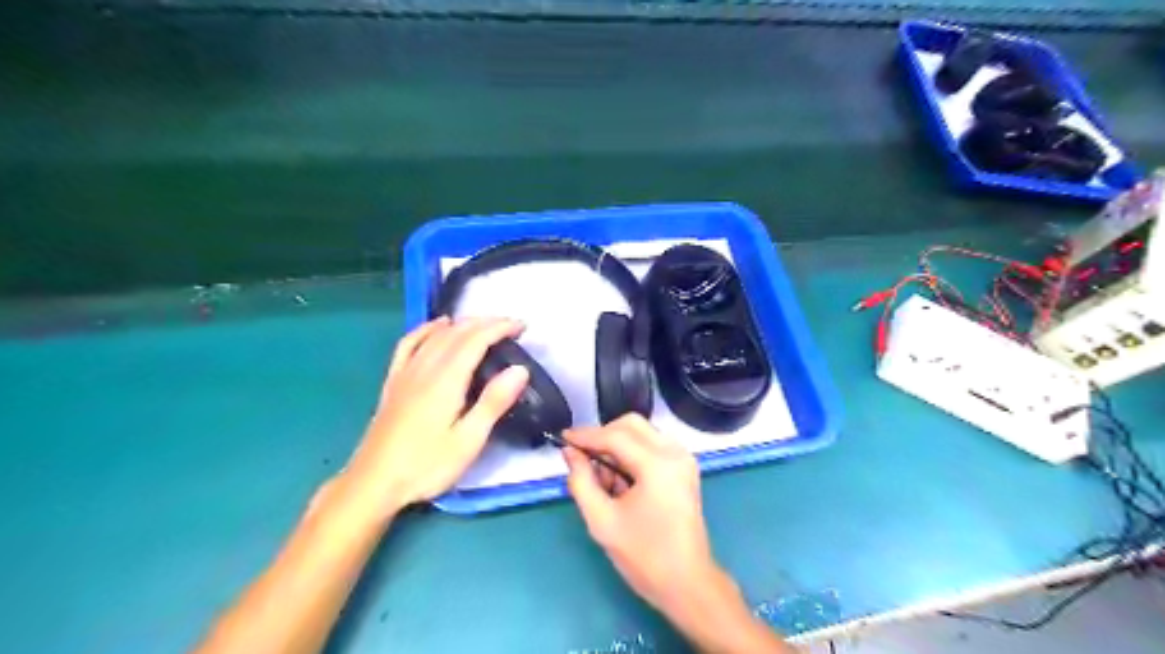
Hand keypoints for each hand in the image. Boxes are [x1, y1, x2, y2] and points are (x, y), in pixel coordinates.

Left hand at [342, 313, 530, 512]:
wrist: (373, 484)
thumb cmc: (426, 466)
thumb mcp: (468, 441)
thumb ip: (493, 402)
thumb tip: (520, 369)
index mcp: (446, 380)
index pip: (475, 340)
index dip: (500, 327)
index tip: (522, 326)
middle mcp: (425, 368)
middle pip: (457, 332)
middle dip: (486, 322)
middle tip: (511, 325)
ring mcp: (405, 373)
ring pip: (436, 334)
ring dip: (463, 323)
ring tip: (484, 324)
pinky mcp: (394, 382)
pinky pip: (409, 344)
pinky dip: (426, 329)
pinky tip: (437, 326)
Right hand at [563, 417, 720, 615]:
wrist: (687, 584)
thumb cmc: (644, 556)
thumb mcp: (602, 521)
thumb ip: (581, 481)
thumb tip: (570, 453)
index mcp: (658, 465)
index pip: (615, 436)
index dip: (585, 435)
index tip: (562, 438)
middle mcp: (675, 453)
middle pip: (631, 425)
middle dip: (602, 436)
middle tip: (581, 457)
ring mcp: (683, 459)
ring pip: (642, 433)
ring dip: (617, 446)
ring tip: (601, 479)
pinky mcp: (684, 468)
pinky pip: (652, 447)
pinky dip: (631, 455)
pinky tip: (619, 482)